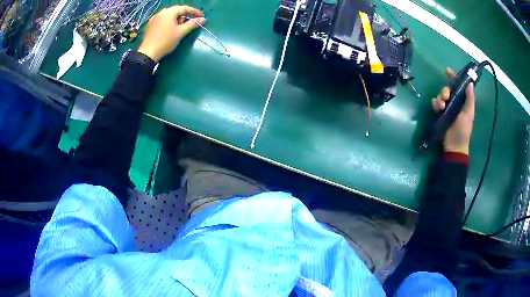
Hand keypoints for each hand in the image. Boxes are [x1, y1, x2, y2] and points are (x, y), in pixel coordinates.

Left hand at [137, 5, 204, 61]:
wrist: (148, 53)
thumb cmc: (166, 41)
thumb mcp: (181, 32)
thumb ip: (192, 24)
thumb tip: (203, 19)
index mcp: (169, 12)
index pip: (185, 8)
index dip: (195, 12)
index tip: (202, 17)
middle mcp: (161, 12)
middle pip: (177, 11)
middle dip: (185, 16)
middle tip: (191, 24)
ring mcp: (154, 18)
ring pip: (170, 15)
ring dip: (177, 20)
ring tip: (181, 28)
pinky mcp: (151, 24)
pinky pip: (163, 20)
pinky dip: (169, 22)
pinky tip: (171, 30)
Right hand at [431, 68, 475, 154]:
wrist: (454, 145)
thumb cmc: (464, 130)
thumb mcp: (469, 113)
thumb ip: (470, 98)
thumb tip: (470, 82)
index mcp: (463, 101)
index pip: (459, 86)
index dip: (454, 77)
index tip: (447, 71)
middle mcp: (455, 102)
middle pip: (448, 89)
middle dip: (445, 90)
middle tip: (446, 97)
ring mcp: (447, 108)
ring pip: (441, 95)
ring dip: (440, 98)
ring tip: (441, 106)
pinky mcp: (440, 113)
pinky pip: (435, 103)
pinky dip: (435, 103)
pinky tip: (437, 109)